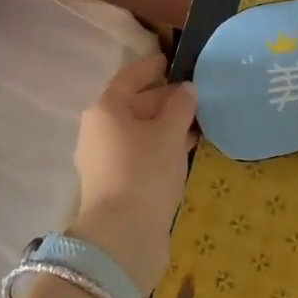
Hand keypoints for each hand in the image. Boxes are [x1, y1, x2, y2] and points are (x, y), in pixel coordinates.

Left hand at [71, 55, 198, 289]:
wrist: (123, 235)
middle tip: (197, 96)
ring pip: (139, 132)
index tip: (172, 61)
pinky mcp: (116, 183)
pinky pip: (141, 153)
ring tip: (198, 121)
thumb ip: (180, 106)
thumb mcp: (169, 133)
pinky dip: (161, 147)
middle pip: (134, 105)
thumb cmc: (144, 171)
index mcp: (105, 109)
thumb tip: (187, 89)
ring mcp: (105, 159)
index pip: (130, 77)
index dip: (152, 67)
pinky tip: (185, 149)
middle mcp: (99, 130)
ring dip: (166, 125)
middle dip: (164, 99)